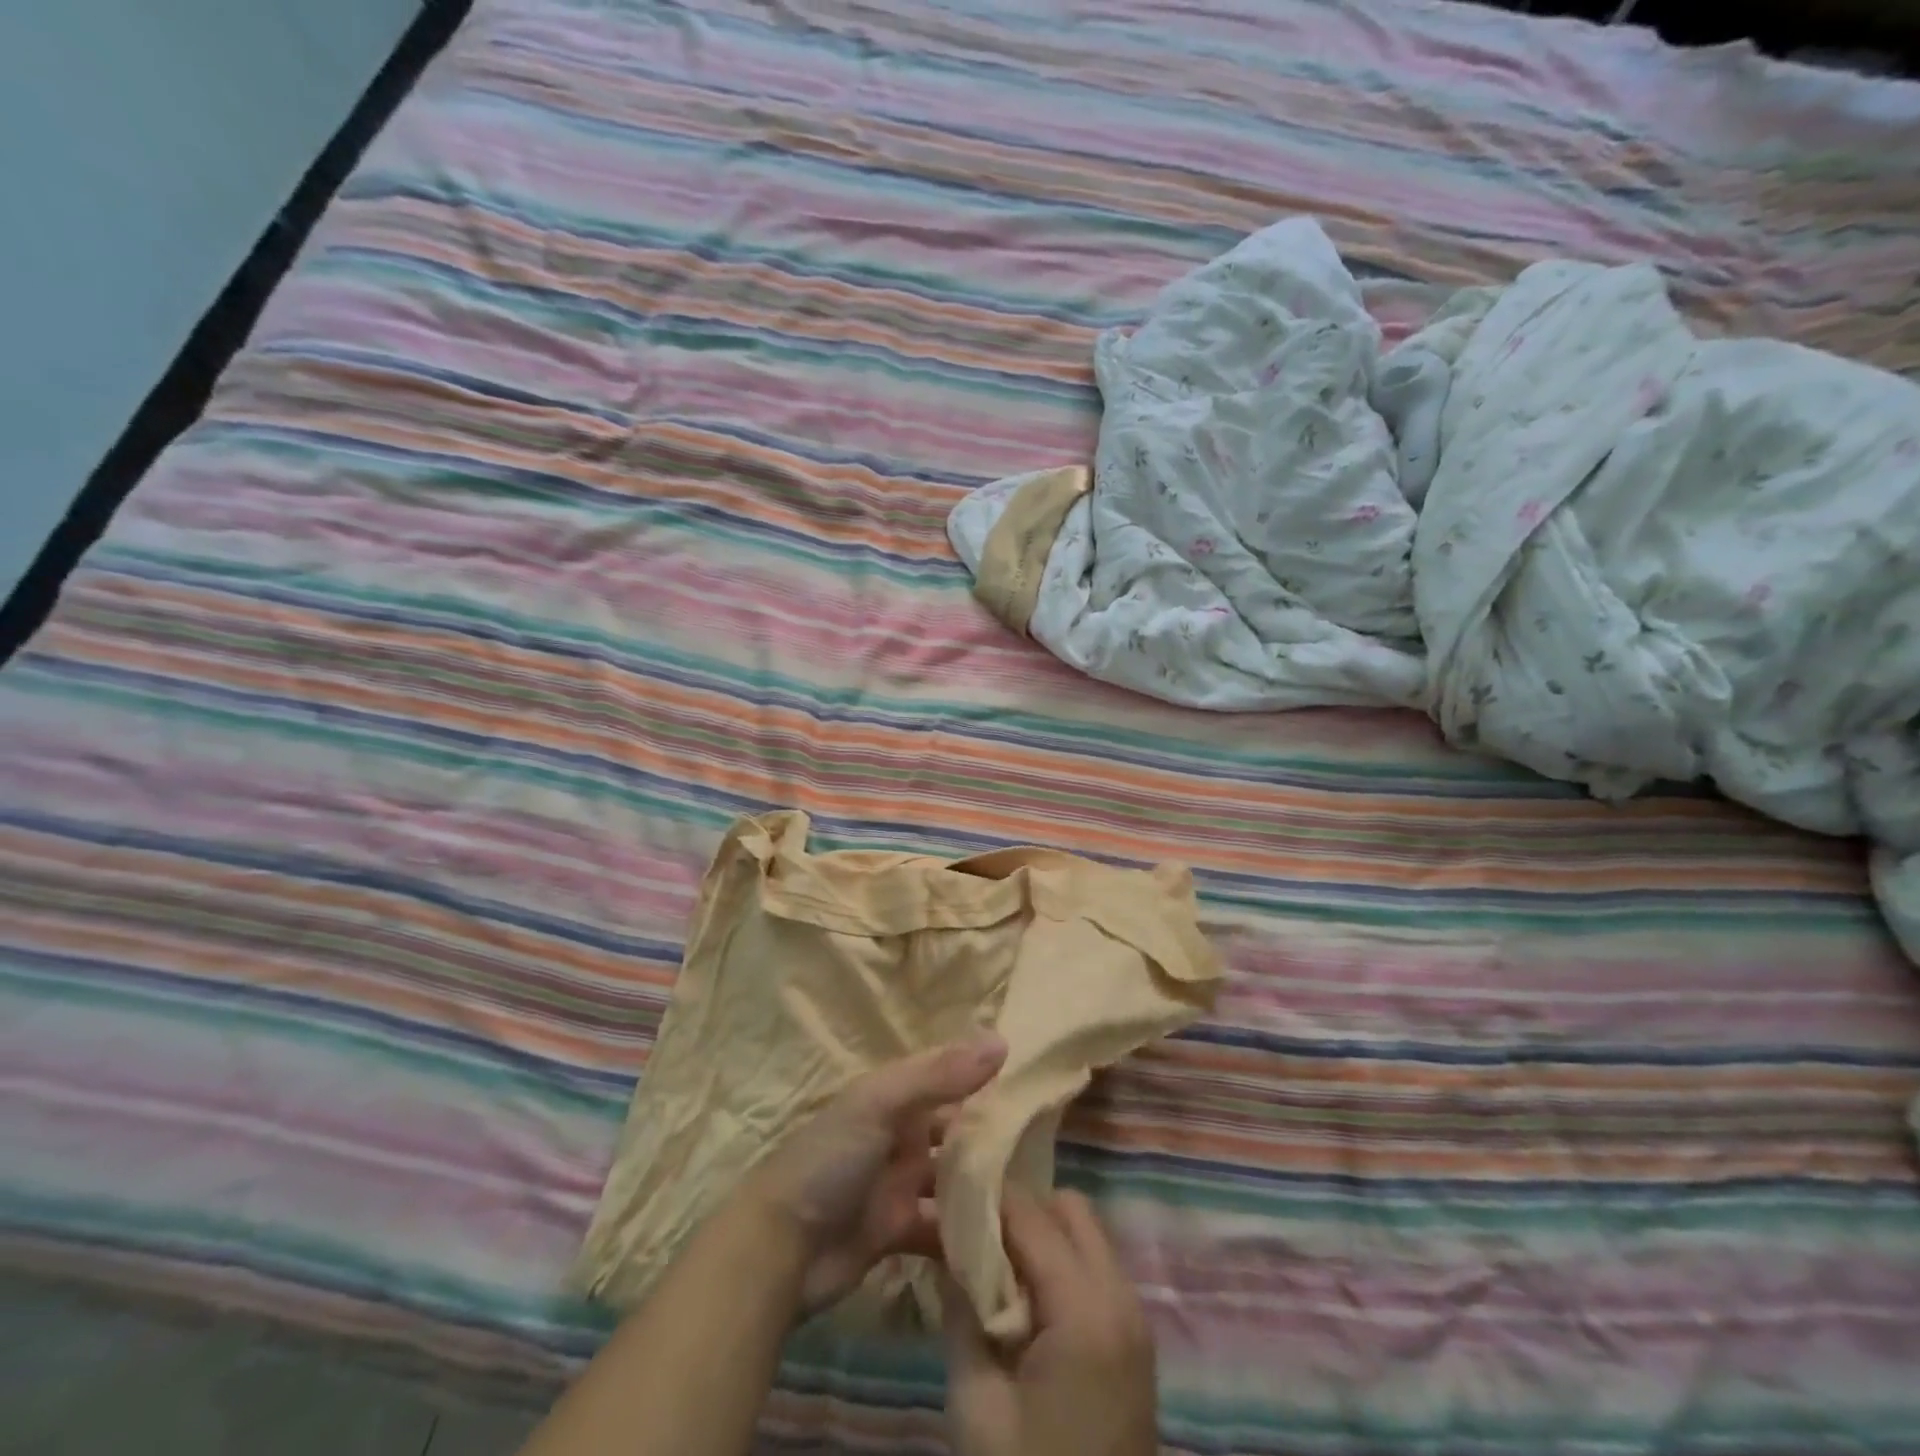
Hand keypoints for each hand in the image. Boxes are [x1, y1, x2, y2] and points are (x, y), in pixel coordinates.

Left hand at [742, 1034, 1007, 1315]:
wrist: (777, 1249)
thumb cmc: (829, 1160)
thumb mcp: (881, 1104)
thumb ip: (940, 1074)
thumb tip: (1002, 1042)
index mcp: (893, 1097)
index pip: (947, 1078)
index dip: (983, 1078)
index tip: (1033, 1085)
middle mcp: (899, 1136)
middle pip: (953, 1132)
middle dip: (990, 1140)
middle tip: (1043, 1151)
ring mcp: (898, 1186)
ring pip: (951, 1182)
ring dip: (982, 1190)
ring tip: (1032, 1200)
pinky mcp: (897, 1233)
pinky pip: (941, 1231)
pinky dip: (965, 1237)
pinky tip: (1002, 1245)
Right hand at [945, 1190, 1157, 1455]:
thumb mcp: (977, 1407)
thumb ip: (961, 1313)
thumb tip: (945, 1248)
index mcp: (1085, 1310)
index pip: (1031, 1215)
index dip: (986, 1193)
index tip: (947, 1184)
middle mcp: (1121, 1297)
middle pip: (1069, 1209)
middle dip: (1018, 1208)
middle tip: (972, 1232)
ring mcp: (1135, 1318)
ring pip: (1086, 1233)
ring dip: (1040, 1233)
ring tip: (993, 1264)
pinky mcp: (1135, 1341)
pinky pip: (1095, 1268)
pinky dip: (1059, 1261)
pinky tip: (1024, 1297)